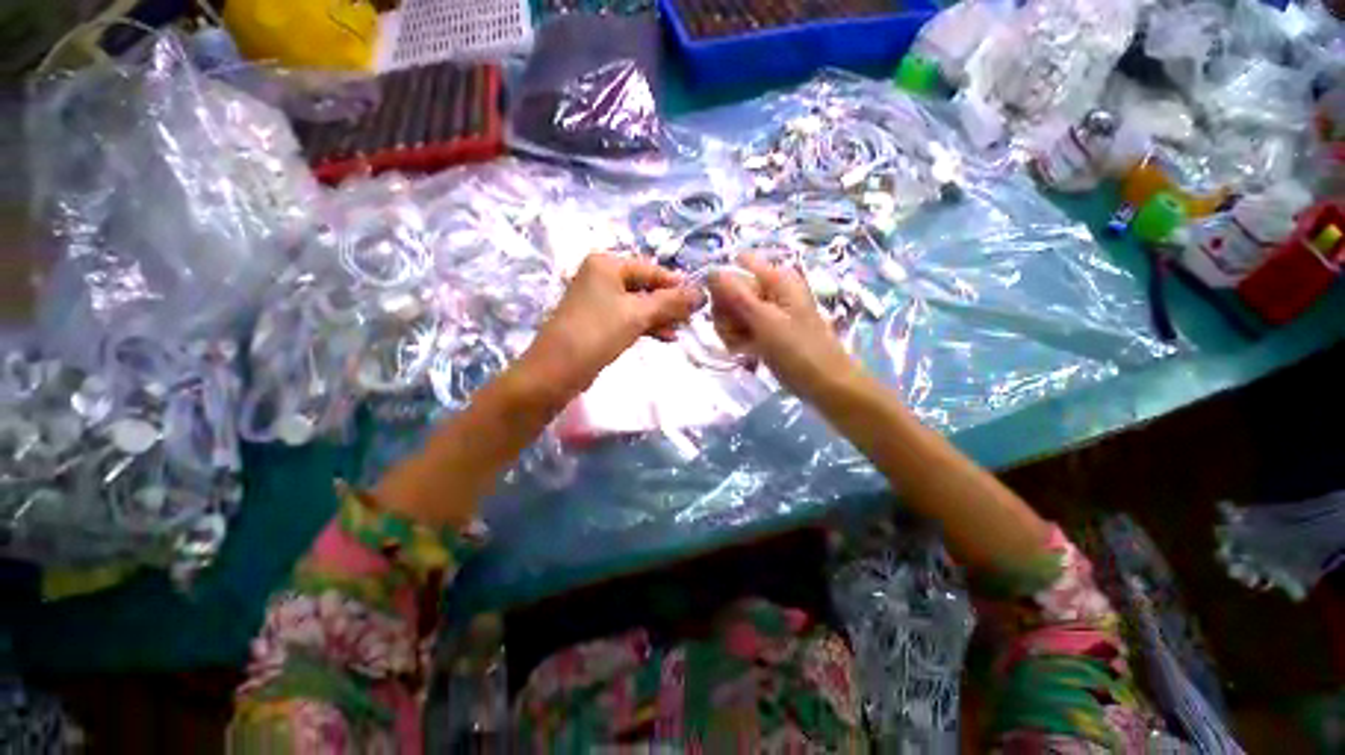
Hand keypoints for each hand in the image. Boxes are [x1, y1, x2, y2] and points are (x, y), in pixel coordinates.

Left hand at [518, 254, 699, 403]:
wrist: (557, 370)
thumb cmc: (597, 333)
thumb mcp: (638, 314)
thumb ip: (671, 302)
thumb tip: (702, 293)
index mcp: (607, 264)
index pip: (651, 269)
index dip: (677, 284)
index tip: (701, 299)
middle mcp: (601, 276)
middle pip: (645, 286)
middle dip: (669, 304)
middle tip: (691, 318)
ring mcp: (598, 300)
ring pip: (638, 304)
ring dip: (660, 317)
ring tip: (681, 331)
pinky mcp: (598, 321)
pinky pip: (629, 318)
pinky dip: (647, 326)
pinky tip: (665, 337)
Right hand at [708, 253, 861, 401]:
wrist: (824, 384)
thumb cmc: (799, 351)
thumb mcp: (766, 321)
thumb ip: (737, 295)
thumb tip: (711, 271)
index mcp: (776, 278)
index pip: (737, 265)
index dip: (723, 282)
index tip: (722, 307)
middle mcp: (770, 289)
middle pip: (731, 289)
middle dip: (726, 312)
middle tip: (737, 331)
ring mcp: (766, 310)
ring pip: (731, 310)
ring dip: (730, 329)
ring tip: (744, 344)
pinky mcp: (763, 329)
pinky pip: (738, 326)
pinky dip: (736, 338)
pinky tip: (744, 350)